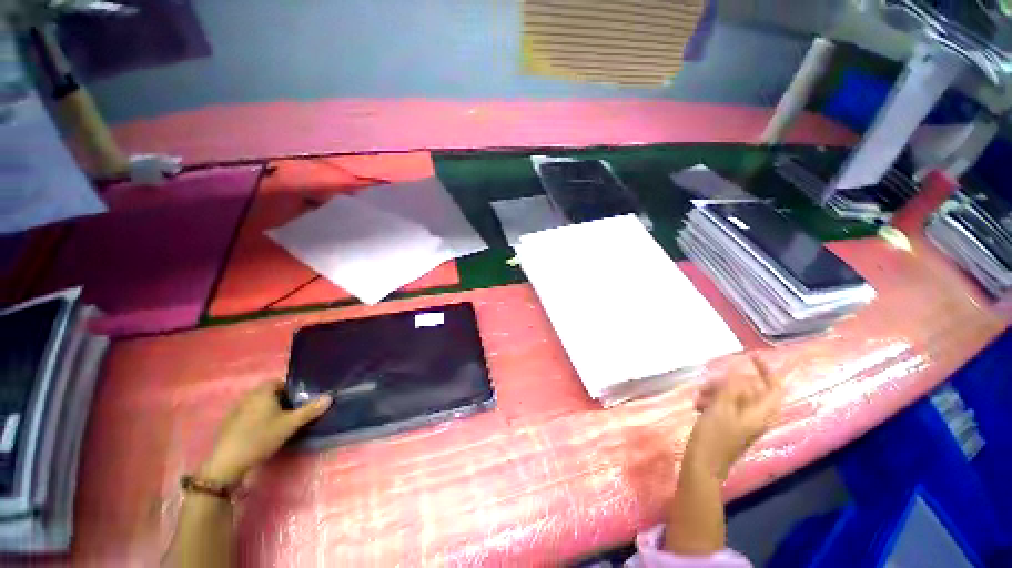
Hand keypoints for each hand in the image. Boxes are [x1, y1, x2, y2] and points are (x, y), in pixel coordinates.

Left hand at [198, 381, 331, 484]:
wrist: (227, 463)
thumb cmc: (261, 438)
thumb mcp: (290, 424)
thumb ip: (310, 410)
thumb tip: (330, 397)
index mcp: (262, 391)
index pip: (281, 382)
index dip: (294, 390)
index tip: (302, 402)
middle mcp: (248, 396)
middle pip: (271, 393)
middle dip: (283, 401)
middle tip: (295, 413)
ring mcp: (236, 410)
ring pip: (260, 405)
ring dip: (271, 411)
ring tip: (281, 424)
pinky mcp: (230, 424)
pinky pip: (250, 415)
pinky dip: (259, 420)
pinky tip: (264, 434)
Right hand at [685, 355, 782, 480]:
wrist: (702, 466)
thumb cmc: (713, 437)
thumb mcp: (721, 409)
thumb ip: (731, 388)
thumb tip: (739, 371)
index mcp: (760, 414)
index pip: (774, 387)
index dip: (766, 370)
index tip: (750, 355)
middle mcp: (755, 417)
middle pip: (749, 390)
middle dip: (728, 382)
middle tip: (709, 382)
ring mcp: (742, 422)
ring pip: (734, 397)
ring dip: (716, 392)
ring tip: (698, 395)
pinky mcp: (729, 426)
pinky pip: (724, 406)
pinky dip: (712, 401)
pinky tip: (697, 405)